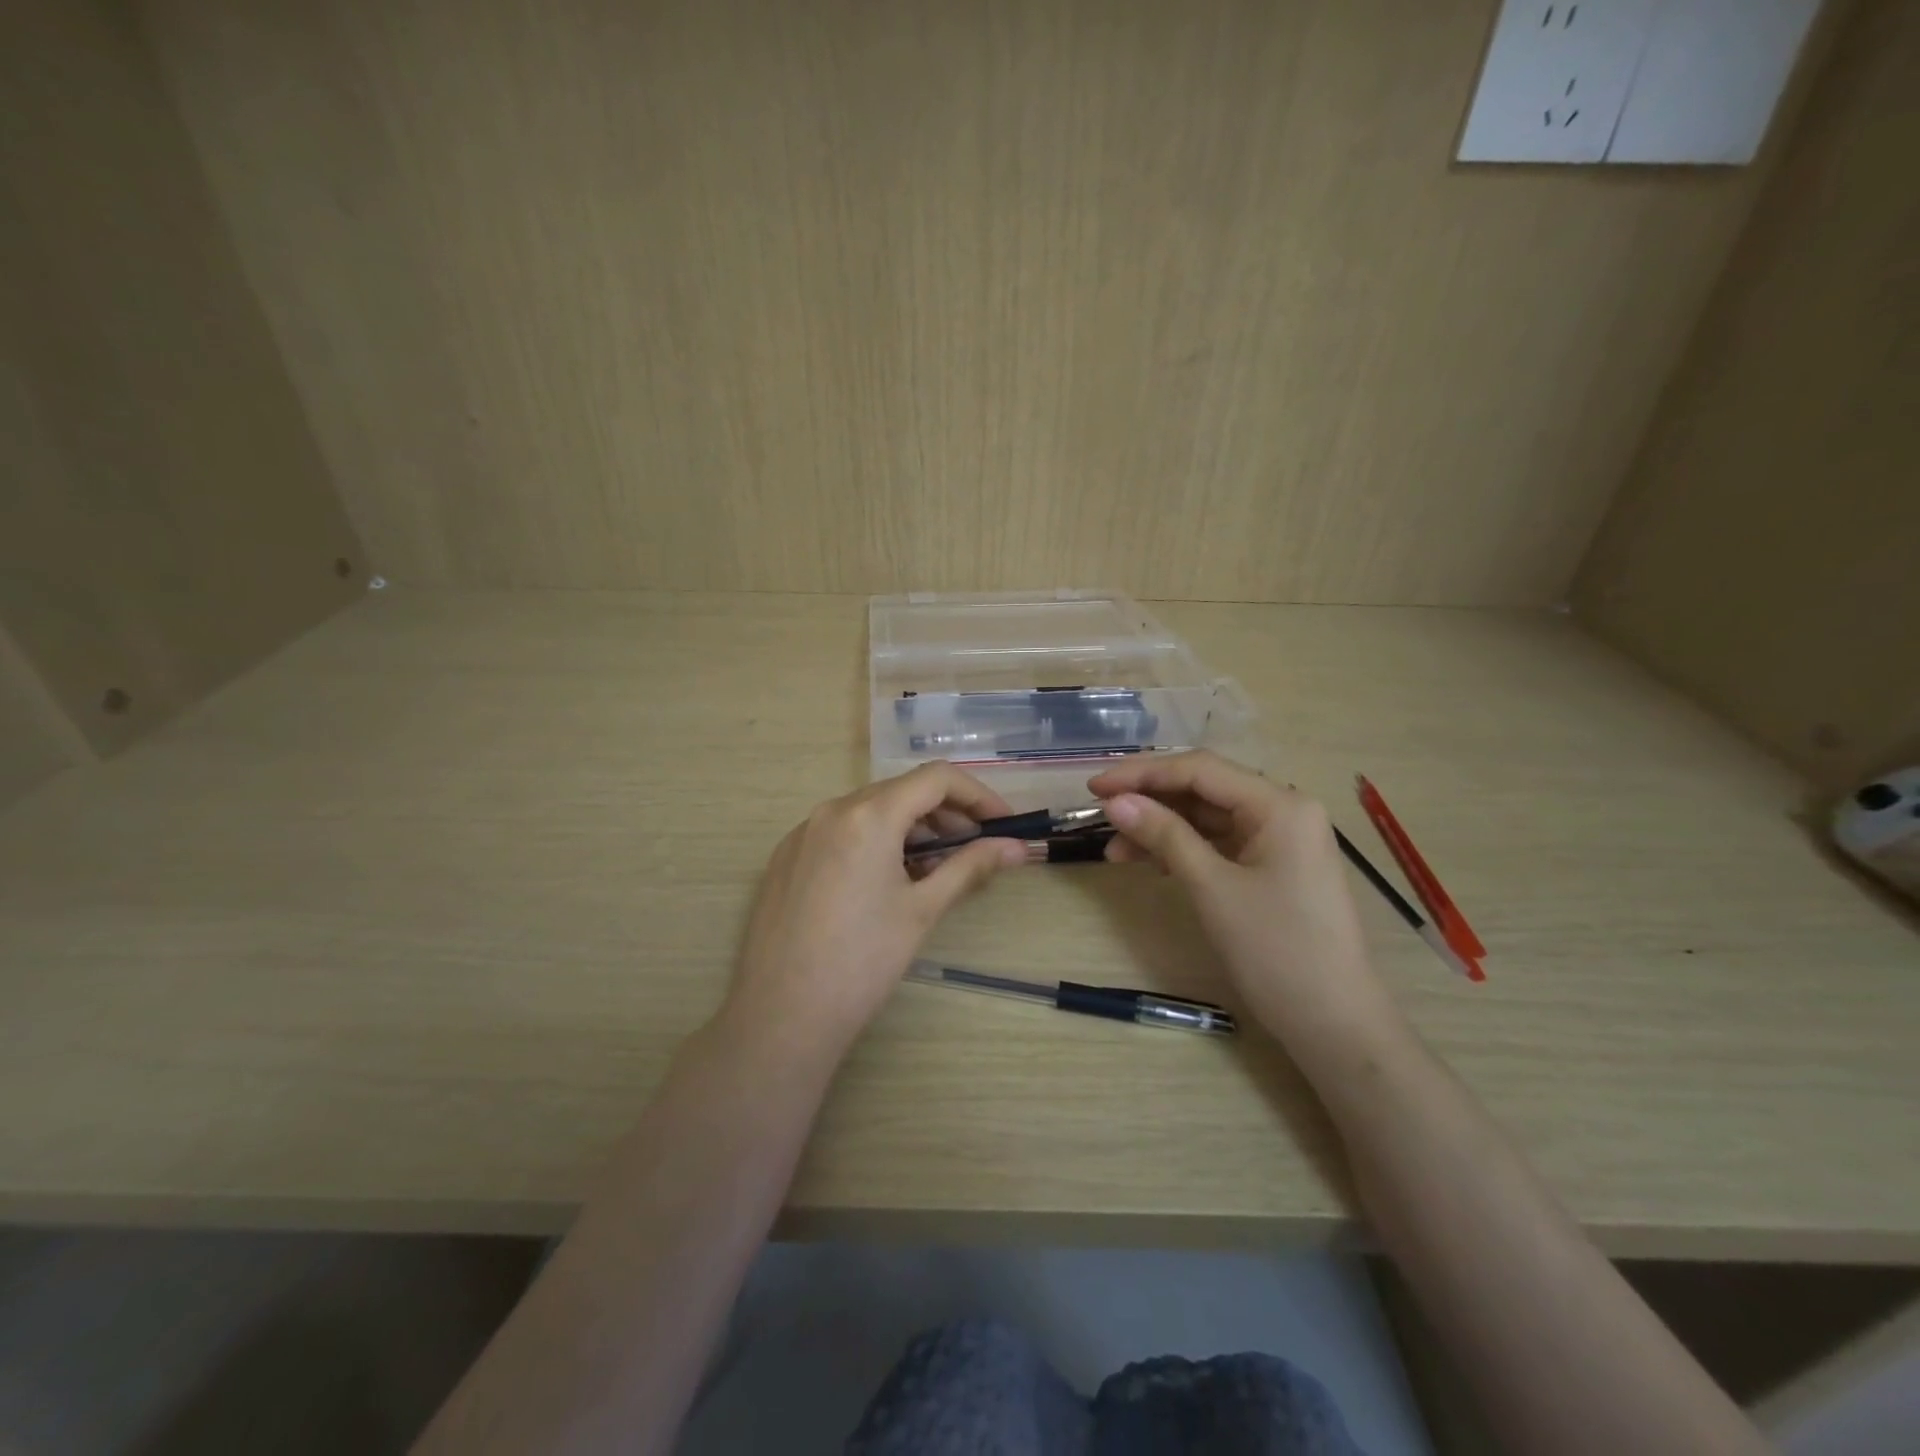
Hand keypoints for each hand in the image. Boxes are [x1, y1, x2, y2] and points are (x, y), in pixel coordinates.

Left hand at [723, 763, 1025, 1065]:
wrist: (782, 1014)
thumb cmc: (863, 961)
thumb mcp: (922, 910)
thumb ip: (970, 867)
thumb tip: (1015, 847)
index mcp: (869, 815)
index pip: (936, 779)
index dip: (977, 795)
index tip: (1002, 824)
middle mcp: (832, 809)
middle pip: (902, 791)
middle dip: (946, 814)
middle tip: (975, 849)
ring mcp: (803, 832)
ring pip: (870, 810)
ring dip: (911, 828)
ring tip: (934, 869)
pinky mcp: (786, 857)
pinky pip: (841, 831)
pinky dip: (875, 841)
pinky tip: (886, 882)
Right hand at [1088, 751, 1398, 1050]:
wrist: (1334, 1025)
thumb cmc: (1276, 951)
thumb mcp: (1212, 888)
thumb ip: (1164, 836)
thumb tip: (1115, 802)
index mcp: (1280, 804)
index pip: (1199, 770)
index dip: (1142, 774)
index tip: (1094, 788)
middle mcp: (1283, 810)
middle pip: (1203, 789)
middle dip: (1149, 801)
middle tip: (1100, 816)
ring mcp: (1280, 840)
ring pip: (1207, 818)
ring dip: (1161, 829)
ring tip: (1115, 852)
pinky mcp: (1273, 868)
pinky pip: (1219, 844)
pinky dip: (1183, 849)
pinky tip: (1150, 863)